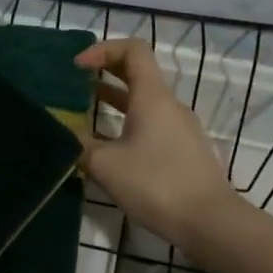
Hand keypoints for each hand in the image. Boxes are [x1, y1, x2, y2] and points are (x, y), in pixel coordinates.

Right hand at [74, 38, 237, 244]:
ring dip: (115, 101)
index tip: (77, 67)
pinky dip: (127, 124)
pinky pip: (152, 125)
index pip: (133, 50)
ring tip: (85, 113)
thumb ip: (79, 146)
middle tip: (75, 83)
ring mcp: (180, 129)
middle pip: (137, 73)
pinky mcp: (184, 151)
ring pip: (144, 102)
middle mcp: (169, 105)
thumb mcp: (106, 165)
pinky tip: (110, 147)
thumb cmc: (156, 184)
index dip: (102, 49)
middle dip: (105, 72)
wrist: (210, 222)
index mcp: (152, 97)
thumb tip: (61, 135)